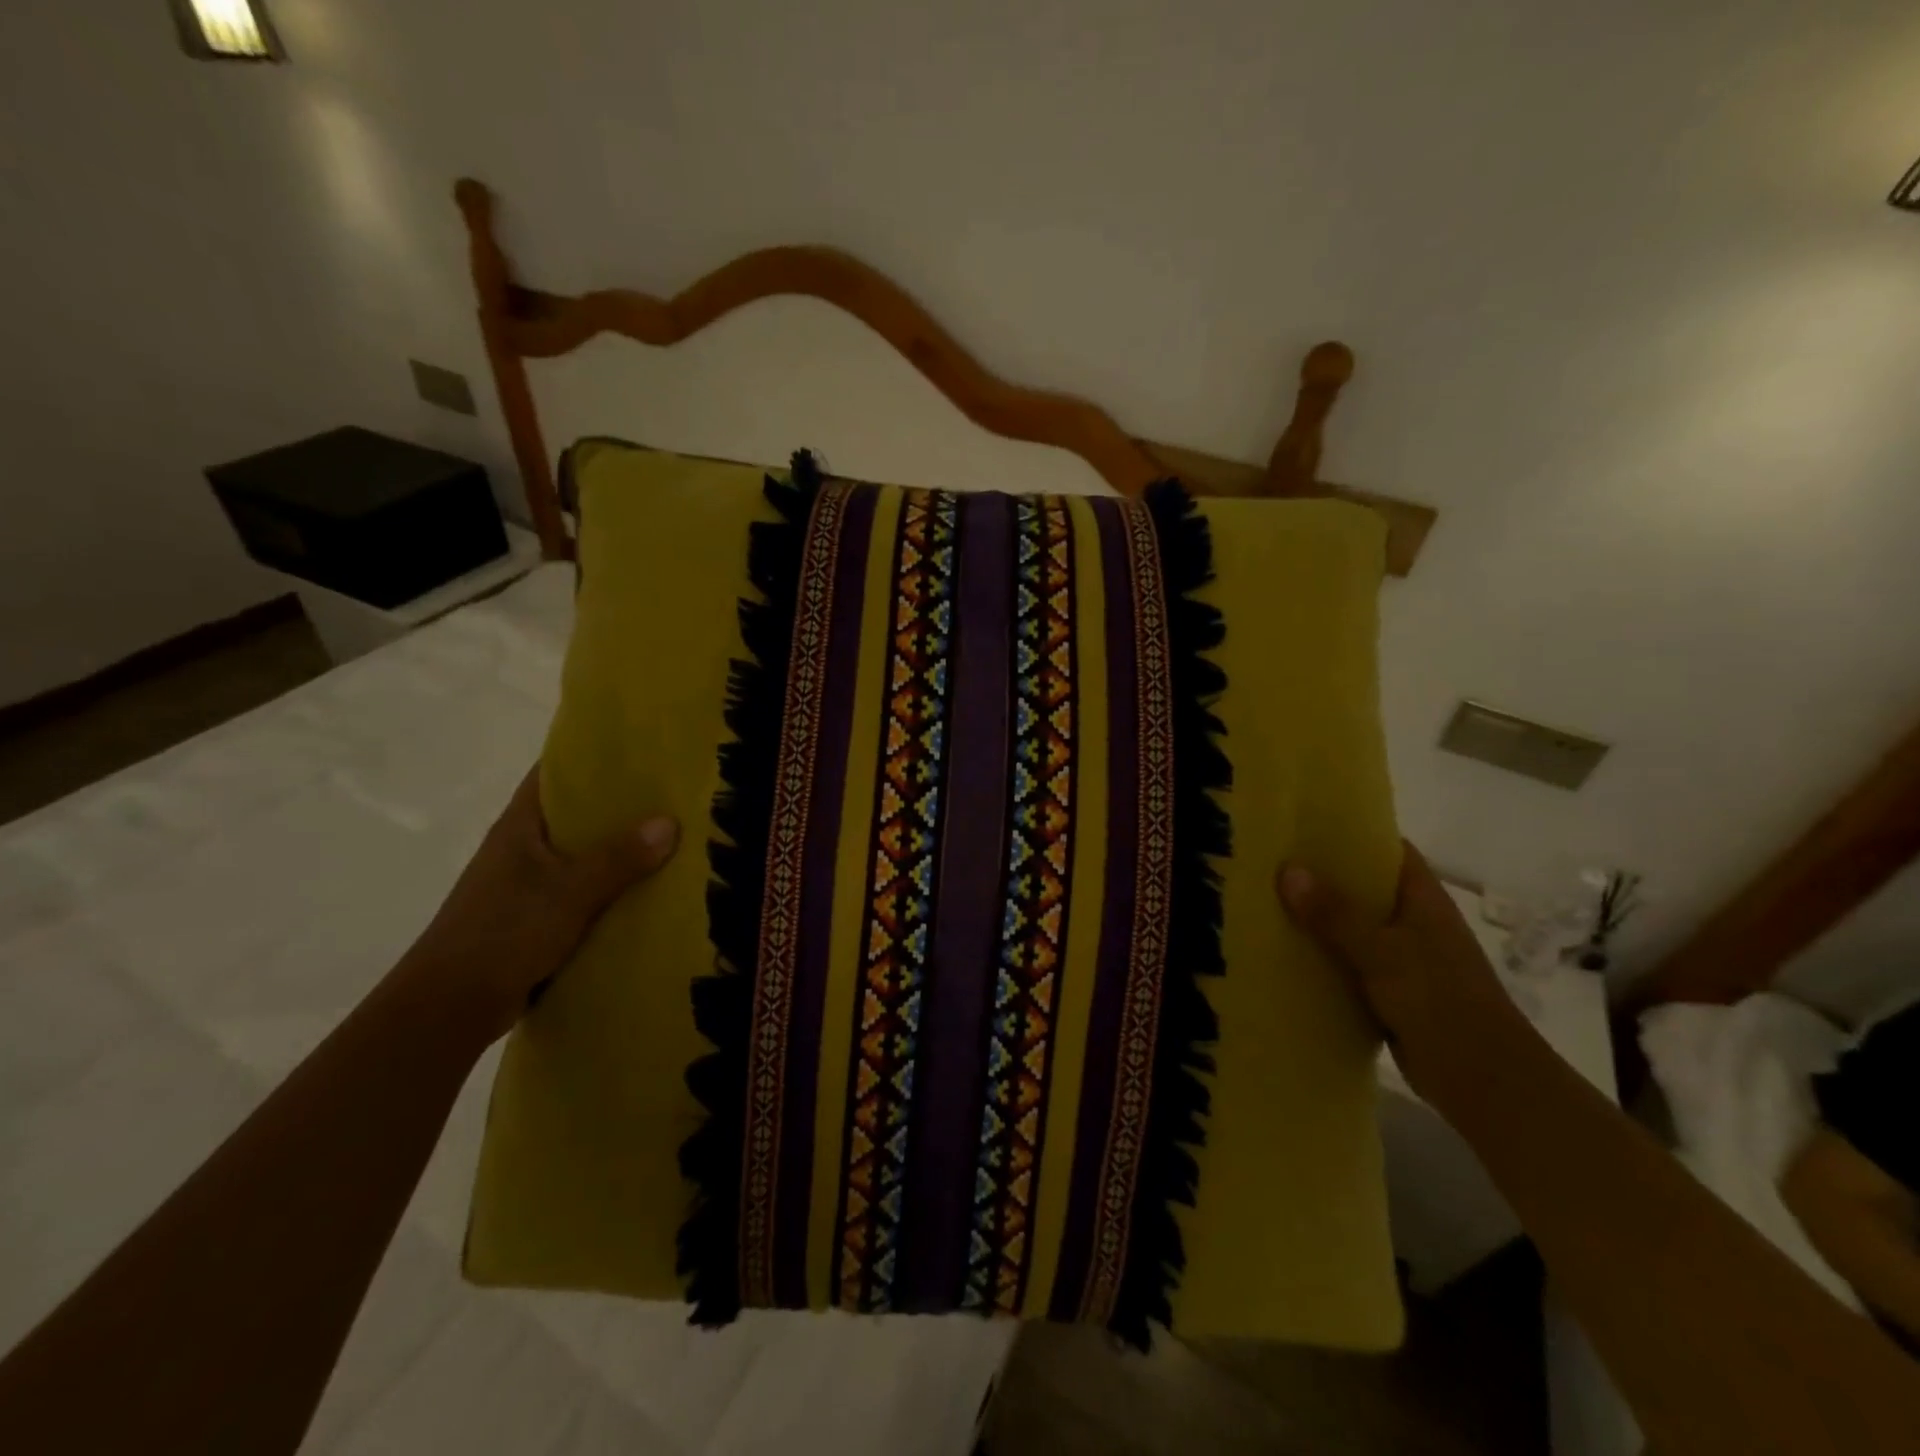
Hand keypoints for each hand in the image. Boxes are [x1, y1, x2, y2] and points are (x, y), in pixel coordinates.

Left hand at [394, 767, 679, 1045]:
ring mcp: (529, 882)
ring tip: (675, 837)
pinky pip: (585, 888)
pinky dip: (613, 885)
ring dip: (621, 848)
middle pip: (578, 812)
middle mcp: (523, 846)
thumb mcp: (568, 891)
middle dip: (622, 803)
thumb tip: (670, 822)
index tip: (641, 748)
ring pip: (584, 853)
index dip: (593, 755)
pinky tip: (650, 889)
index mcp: (520, 825)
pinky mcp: (537, 916)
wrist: (450, 1007)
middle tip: (674, 793)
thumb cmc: (503, 933)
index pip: (556, 772)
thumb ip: (618, 858)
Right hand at [1279, 842, 1532, 1106]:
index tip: (1302, 821)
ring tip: (1262, 900)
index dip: (1351, 832)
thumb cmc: (1441, 1002)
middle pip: (1362, 887)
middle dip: (1320, 875)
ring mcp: (1403, 958)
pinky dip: (1321, 957)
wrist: (1485, 1082)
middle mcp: (1413, 922)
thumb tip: (1287, 869)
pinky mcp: (1390, 992)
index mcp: (1422, 899)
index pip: (1387, 849)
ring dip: (1316, 919)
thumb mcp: (1382, 952)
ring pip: (1351, 927)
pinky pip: (1347, 964)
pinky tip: (1282, 953)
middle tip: (1267, 860)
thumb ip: (1335, 913)